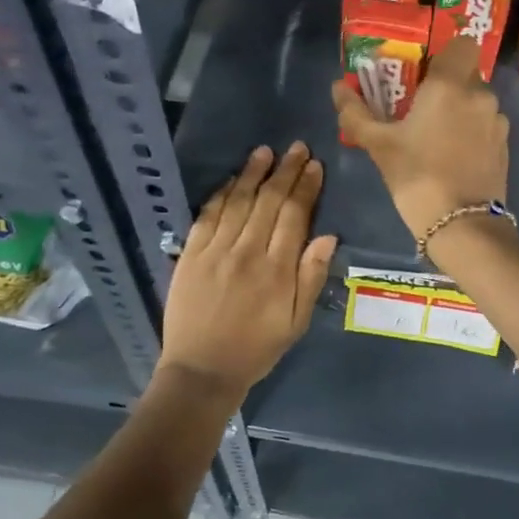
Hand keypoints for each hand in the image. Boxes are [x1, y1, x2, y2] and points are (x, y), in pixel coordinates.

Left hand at [157, 143, 336, 403]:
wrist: (201, 370)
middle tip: (297, 148)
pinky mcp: (190, 255)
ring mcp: (215, 251)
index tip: (315, 166)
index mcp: (276, 270)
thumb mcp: (296, 322)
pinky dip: (222, 194)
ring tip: (266, 151)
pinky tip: (233, 179)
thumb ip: (311, 277)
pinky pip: (208, 215)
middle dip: (285, 171)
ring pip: (238, 201)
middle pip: (269, 201)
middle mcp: (246, 252)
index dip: (306, 187)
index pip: (295, 215)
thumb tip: (328, 236)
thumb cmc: (257, 348)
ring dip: (253, 173)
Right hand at [332, 35, 509, 241]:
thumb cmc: (417, 176)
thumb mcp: (378, 145)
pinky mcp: (504, 146)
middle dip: (446, 85)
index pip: (463, 44)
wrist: (462, 225)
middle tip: (419, 107)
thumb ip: (356, 113)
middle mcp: (481, 95)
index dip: (445, 53)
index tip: (424, 72)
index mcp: (451, 85)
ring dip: (459, 109)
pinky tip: (453, 156)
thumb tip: (337, 87)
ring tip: (435, 136)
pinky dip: (471, 131)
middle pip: (467, 74)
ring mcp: (497, 121)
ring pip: (477, 101)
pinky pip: (485, 124)